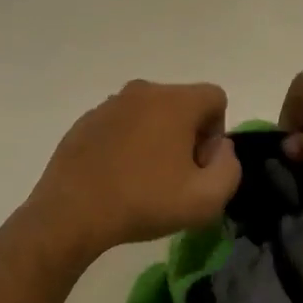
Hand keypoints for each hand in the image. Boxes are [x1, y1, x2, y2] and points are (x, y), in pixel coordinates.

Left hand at [24, 80, 240, 262]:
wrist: (73, 211)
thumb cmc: (145, 202)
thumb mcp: (206, 199)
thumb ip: (229, 168)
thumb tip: (221, 148)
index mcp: (175, 101)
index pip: (215, 98)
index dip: (216, 133)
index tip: (198, 166)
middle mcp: (143, 91)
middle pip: (182, 104)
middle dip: (187, 135)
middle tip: (175, 177)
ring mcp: (110, 104)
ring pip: (150, 114)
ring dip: (156, 139)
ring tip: (144, 180)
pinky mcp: (87, 120)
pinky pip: (121, 125)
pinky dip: (127, 143)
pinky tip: (117, 177)